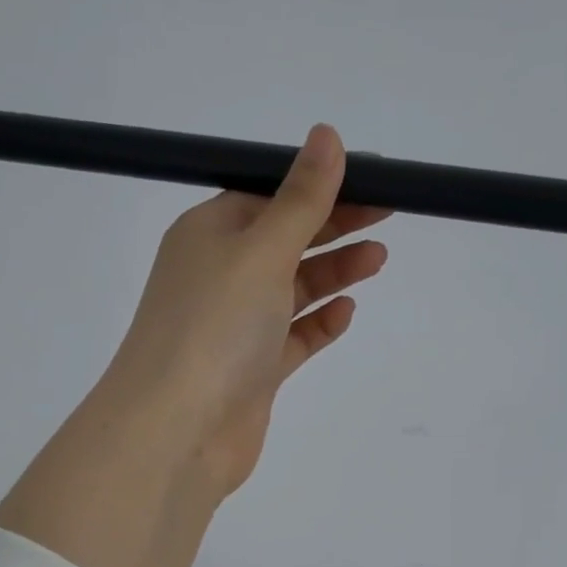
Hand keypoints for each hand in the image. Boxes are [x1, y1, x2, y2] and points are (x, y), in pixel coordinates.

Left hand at [105, 124, 387, 497]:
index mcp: (209, 234)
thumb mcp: (262, 251)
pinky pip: (292, 338)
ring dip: (333, 273)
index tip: (369, 181)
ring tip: (378, 259)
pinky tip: (347, 313)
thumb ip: (301, 200)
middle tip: (388, 214)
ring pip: (292, 290)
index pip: (268, 196)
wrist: (179, 431)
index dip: (318, 186)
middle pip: (285, 241)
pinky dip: (319, 324)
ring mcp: (236, 327)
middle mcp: (219, 276)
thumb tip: (327, 135)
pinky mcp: (253, 371)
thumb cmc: (215, 327)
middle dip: (334, 226)